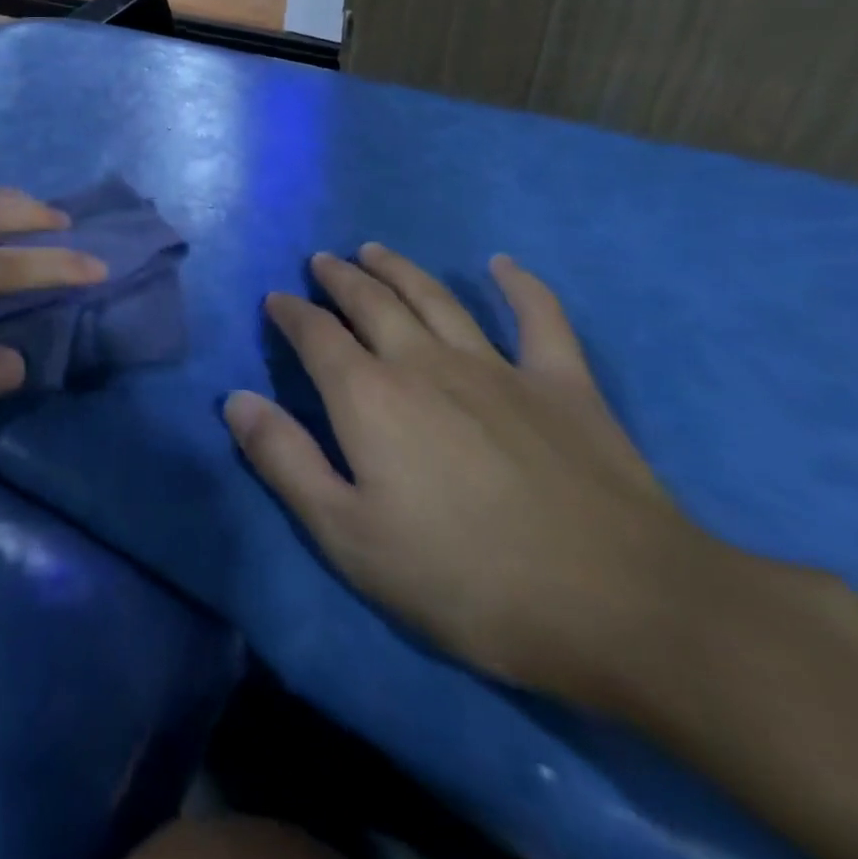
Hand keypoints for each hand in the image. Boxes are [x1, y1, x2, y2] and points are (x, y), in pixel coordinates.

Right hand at [226, 245, 707, 703]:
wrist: (623, 608)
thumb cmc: (465, 578)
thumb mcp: (348, 535)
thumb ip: (284, 460)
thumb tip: (234, 399)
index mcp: (369, 396)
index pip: (316, 335)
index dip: (290, 313)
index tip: (276, 300)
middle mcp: (424, 363)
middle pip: (372, 303)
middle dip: (341, 278)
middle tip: (323, 261)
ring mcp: (498, 368)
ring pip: (437, 299)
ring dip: (400, 269)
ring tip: (375, 250)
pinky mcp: (564, 385)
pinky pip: (540, 319)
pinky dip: (521, 287)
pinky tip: (504, 266)